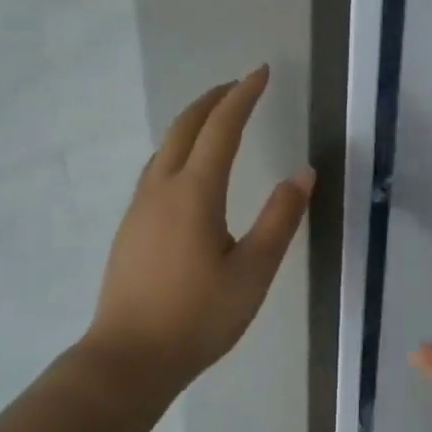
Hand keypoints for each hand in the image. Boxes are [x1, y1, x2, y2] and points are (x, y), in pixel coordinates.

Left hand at [86, 67, 313, 394]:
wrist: (128, 359)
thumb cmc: (198, 317)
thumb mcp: (253, 272)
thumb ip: (280, 219)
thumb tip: (303, 173)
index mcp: (194, 192)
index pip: (222, 128)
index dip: (243, 96)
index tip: (261, 72)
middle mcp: (162, 188)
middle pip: (185, 127)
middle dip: (213, 100)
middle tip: (239, 85)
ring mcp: (140, 207)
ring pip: (165, 146)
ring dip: (192, 122)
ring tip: (217, 118)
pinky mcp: (130, 226)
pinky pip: (156, 168)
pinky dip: (178, 148)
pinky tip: (188, 169)